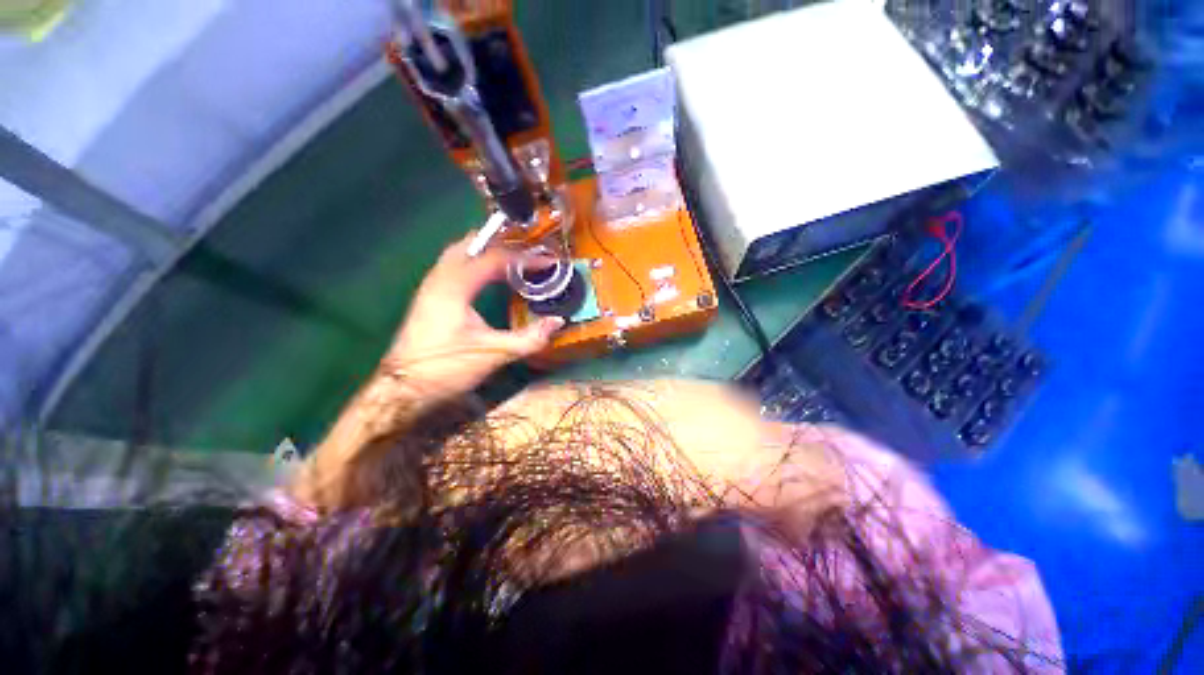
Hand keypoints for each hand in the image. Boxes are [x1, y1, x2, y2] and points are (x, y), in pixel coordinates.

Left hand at [384, 233, 563, 398]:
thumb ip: (529, 338)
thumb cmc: (447, 368)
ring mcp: (431, 285)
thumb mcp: (494, 354)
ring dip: (489, 250)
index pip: (495, 259)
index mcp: (456, 287)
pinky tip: (491, 275)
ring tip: (515, 258)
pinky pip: (455, 264)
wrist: (403, 388)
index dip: (525, 258)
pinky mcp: (429, 295)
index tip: (548, 261)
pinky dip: (477, 261)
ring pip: (461, 251)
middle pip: (473, 244)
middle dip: (505, 244)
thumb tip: (557, 322)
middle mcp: (440, 277)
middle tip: (530, 251)